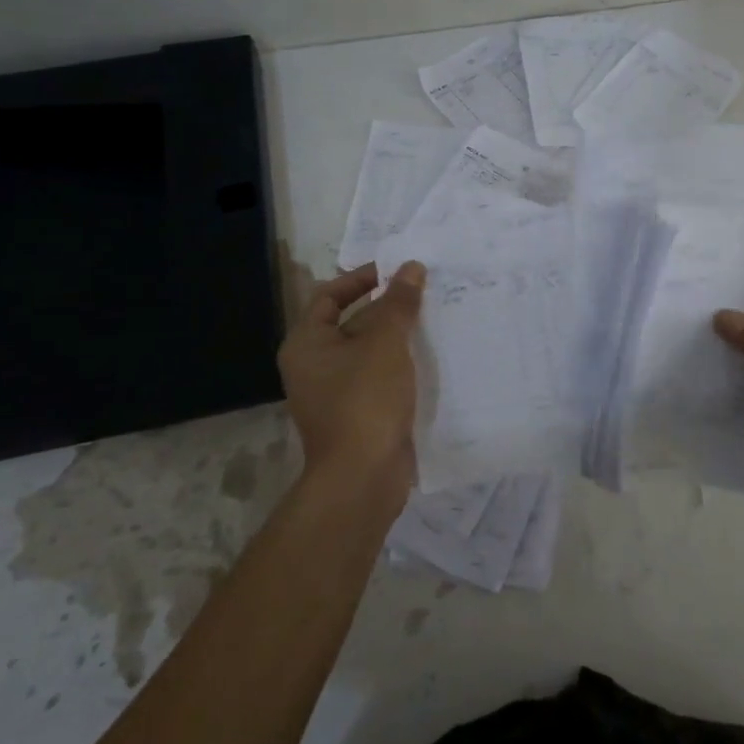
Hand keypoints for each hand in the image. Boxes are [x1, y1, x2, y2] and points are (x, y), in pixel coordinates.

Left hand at [278, 261, 425, 511]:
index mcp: (306, 343)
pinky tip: (433, 356)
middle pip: (351, 322)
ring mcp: (336, 392)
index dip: (361, 278)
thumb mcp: (385, 343)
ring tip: (436, 317)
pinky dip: (401, 364)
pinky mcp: (359, 414)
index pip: (330, 295)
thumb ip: (399, 303)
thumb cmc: (365, 399)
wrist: (363, 476)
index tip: (397, 270)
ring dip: (398, 335)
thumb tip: (411, 267)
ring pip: (369, 352)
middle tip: (426, 291)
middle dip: (387, 307)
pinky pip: (380, 377)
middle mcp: (314, 365)